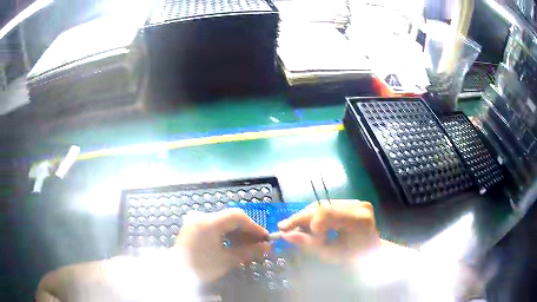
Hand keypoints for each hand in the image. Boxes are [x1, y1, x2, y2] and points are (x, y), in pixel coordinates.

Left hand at [176, 208, 269, 281]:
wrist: (176, 272)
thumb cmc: (201, 267)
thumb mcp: (227, 260)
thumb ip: (248, 251)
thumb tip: (268, 247)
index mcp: (208, 222)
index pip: (237, 216)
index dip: (253, 226)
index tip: (264, 238)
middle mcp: (201, 216)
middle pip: (230, 218)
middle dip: (246, 232)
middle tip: (258, 245)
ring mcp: (196, 220)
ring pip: (223, 222)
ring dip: (237, 234)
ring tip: (247, 248)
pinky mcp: (194, 226)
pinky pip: (215, 226)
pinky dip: (226, 235)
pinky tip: (233, 245)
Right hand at [278, 200, 379, 262]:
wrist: (373, 252)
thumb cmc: (355, 259)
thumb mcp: (332, 256)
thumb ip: (309, 245)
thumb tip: (286, 235)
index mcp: (359, 219)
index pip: (326, 213)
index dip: (311, 226)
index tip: (308, 242)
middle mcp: (358, 205)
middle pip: (322, 206)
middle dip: (302, 219)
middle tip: (286, 229)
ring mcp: (356, 201)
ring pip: (322, 205)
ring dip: (307, 217)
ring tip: (296, 229)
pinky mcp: (352, 202)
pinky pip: (327, 206)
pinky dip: (315, 215)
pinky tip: (308, 225)